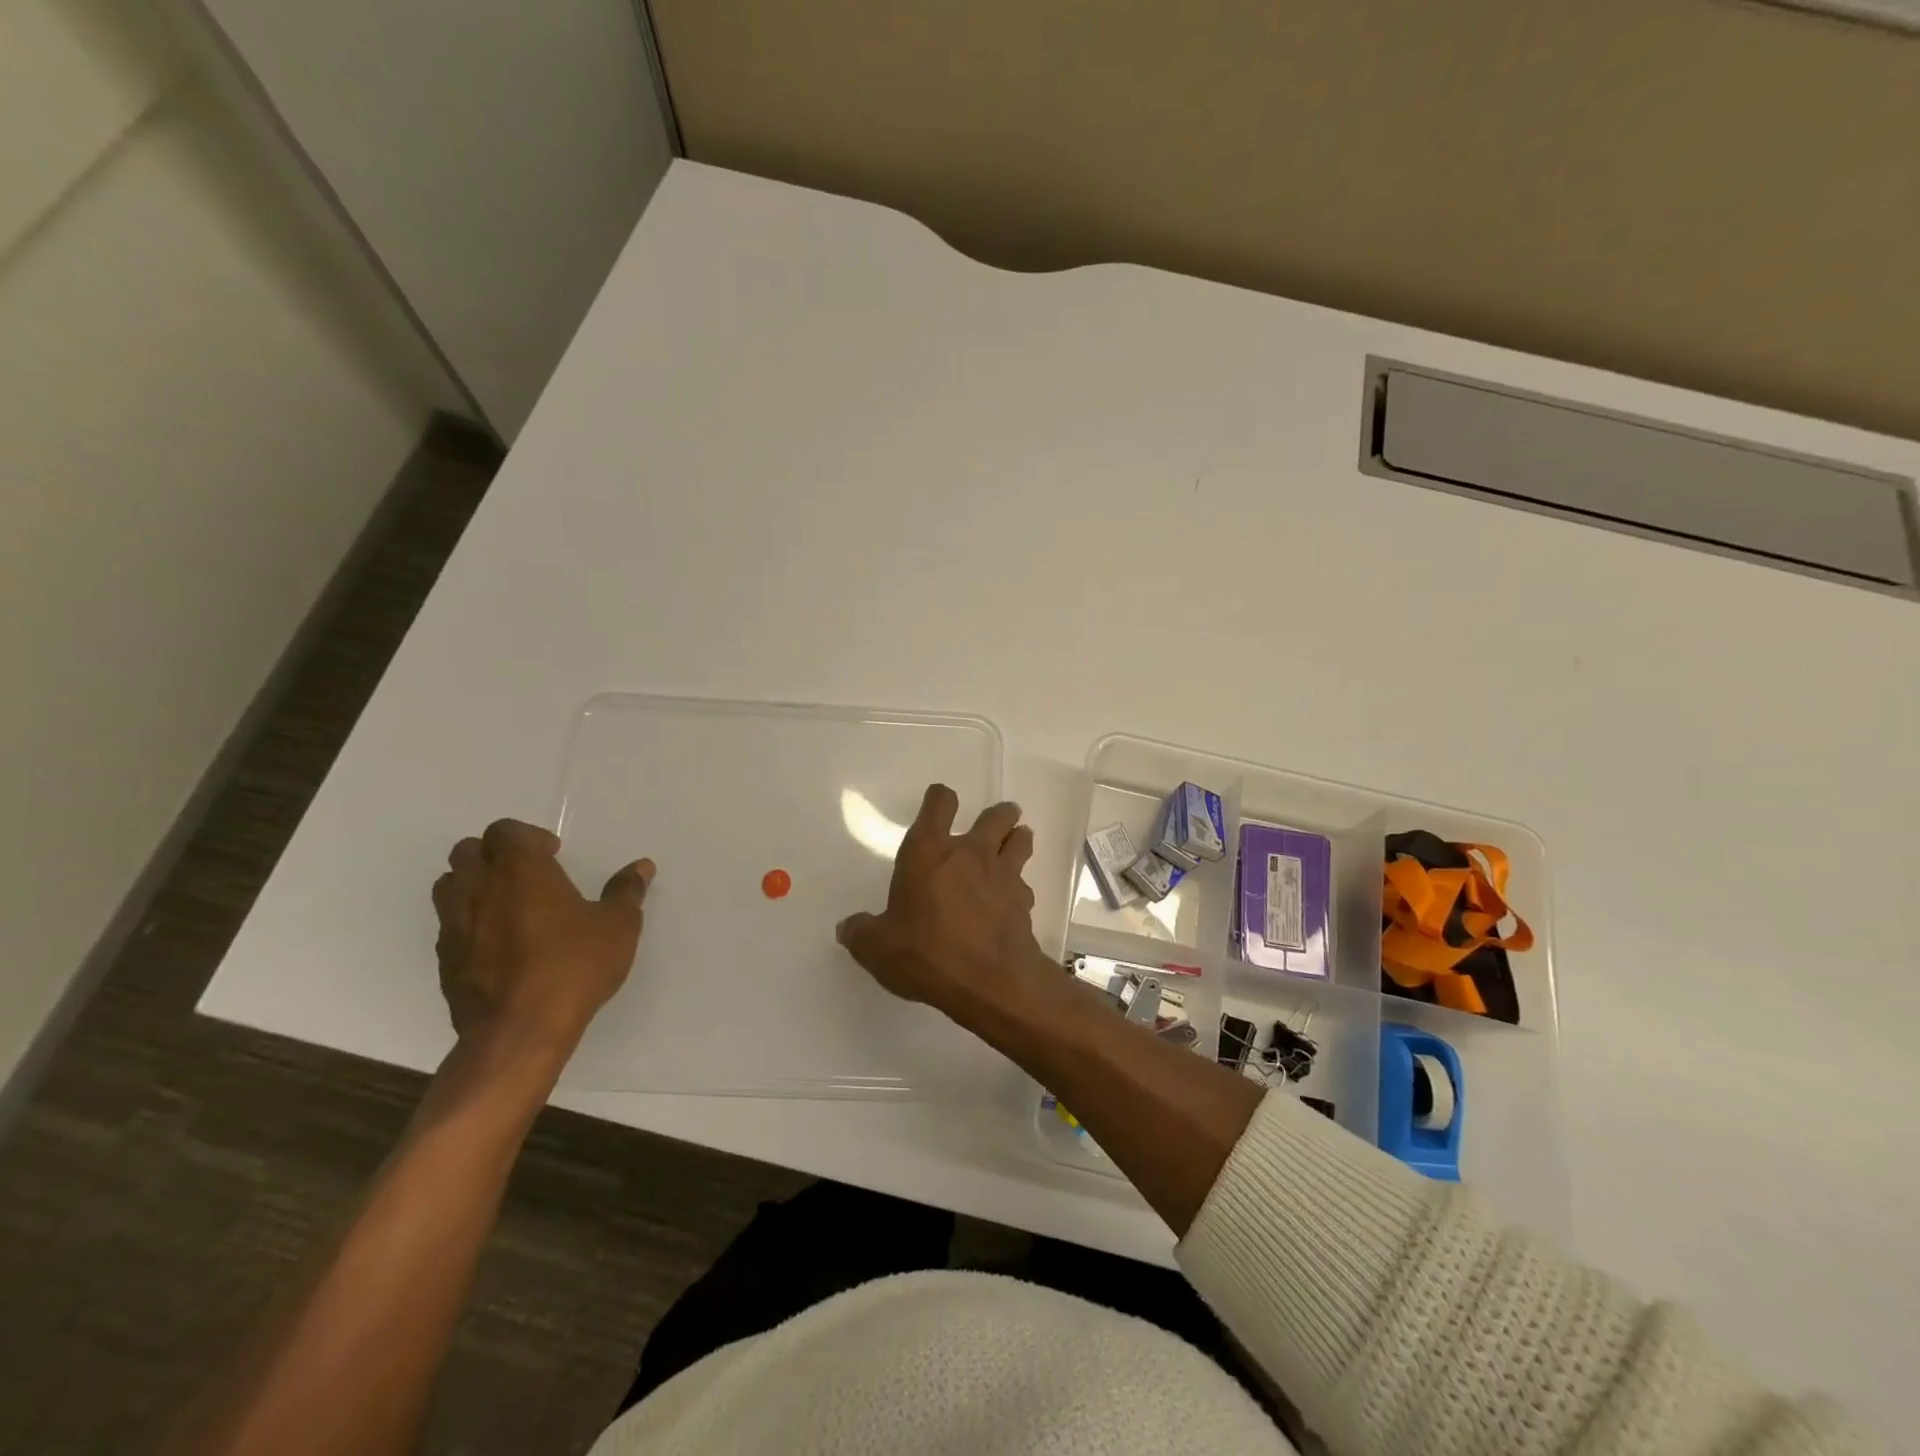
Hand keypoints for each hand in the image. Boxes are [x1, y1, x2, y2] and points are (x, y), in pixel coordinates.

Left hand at [432, 819, 653, 1052]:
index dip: (528, 837)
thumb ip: (626, 891)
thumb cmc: (574, 966)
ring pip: (450, 885)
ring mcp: (455, 924)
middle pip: (468, 850)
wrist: (520, 1030)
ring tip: (508, 904)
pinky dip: (469, 921)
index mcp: (521, 870)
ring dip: (474, 884)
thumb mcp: (618, 926)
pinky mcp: (444, 959)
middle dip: (495, 854)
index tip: (553, 855)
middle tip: (528, 874)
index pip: (506, 831)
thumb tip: (642, 866)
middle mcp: (480, 888)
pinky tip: (499, 943)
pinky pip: (449, 924)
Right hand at [835, 784, 1051, 1023]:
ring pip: (1020, 840)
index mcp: (928, 852)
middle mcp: (969, 853)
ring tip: (1016, 841)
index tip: (939, 801)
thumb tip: (848, 928)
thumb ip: (861, 933)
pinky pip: (1024, 884)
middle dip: (998, 815)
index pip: (939, 804)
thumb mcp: (877, 948)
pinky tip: (1012, 900)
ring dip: (1018, 838)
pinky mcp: (1023, 902)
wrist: (989, 981)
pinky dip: (1019, 888)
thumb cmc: (927, 953)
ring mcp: (1002, 875)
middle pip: (994, 816)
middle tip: (997, 819)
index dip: (939, 798)